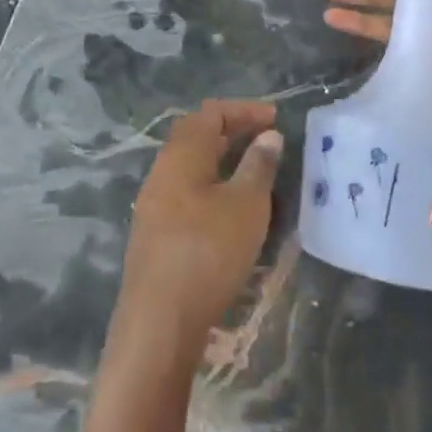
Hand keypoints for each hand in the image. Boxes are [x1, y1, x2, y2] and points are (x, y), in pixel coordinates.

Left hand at [115, 100, 282, 360]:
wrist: (160, 320)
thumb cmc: (208, 251)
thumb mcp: (246, 205)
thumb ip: (259, 165)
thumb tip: (268, 136)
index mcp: (181, 156)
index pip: (210, 114)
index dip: (244, 110)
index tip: (276, 119)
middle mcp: (162, 172)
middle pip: (196, 137)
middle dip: (233, 132)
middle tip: (269, 140)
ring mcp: (155, 204)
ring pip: (192, 168)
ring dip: (224, 162)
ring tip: (257, 173)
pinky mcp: (156, 233)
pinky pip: (188, 193)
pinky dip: (214, 187)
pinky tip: (234, 210)